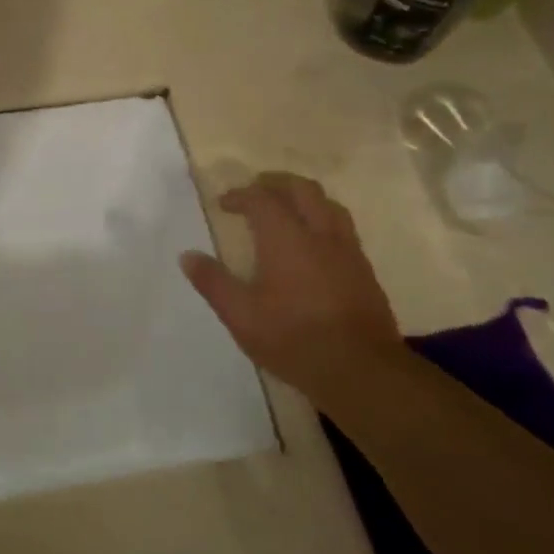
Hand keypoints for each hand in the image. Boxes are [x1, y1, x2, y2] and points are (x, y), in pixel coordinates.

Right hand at [180, 174, 404, 404]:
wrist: (361, 370)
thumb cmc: (293, 338)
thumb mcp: (241, 315)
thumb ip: (213, 282)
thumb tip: (188, 256)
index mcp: (287, 239)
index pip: (263, 199)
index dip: (241, 195)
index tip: (223, 204)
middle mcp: (321, 235)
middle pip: (303, 190)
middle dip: (277, 183)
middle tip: (256, 189)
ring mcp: (348, 252)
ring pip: (329, 205)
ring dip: (304, 198)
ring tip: (287, 209)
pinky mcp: (364, 271)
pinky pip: (343, 229)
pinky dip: (323, 220)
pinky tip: (314, 244)